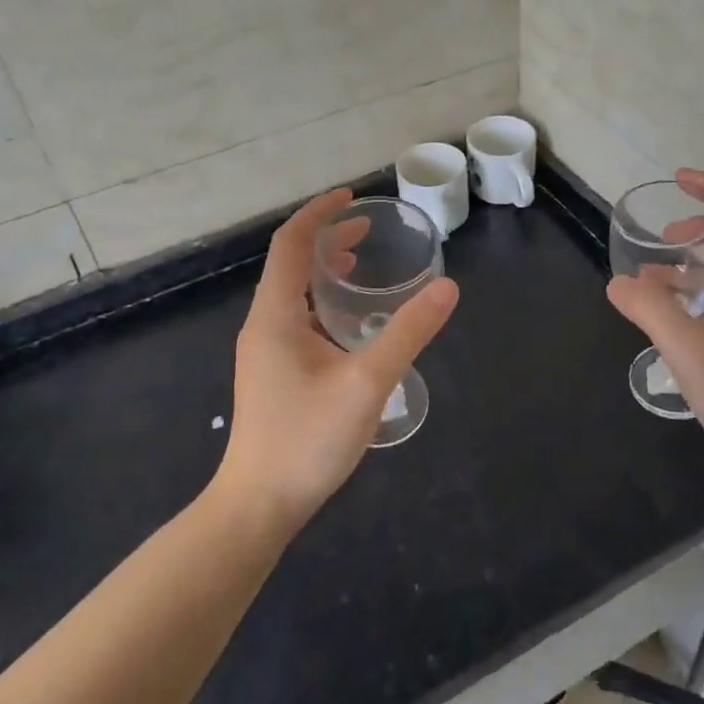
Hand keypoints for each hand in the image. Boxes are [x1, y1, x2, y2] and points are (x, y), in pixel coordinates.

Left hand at [216, 188, 459, 530]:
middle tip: (367, 230)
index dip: (319, 213)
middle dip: (326, 239)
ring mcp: (264, 351)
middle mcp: (263, 324)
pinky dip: (322, 302)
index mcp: (275, 314)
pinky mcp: (271, 373)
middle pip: (290, 264)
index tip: (352, 197)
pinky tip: (350, 324)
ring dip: (323, 271)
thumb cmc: (307, 439)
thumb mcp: (367, 382)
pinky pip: (295, 318)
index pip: (291, 243)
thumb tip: (447, 288)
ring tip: (361, 266)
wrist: (257, 506)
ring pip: (292, 293)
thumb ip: (408, 332)